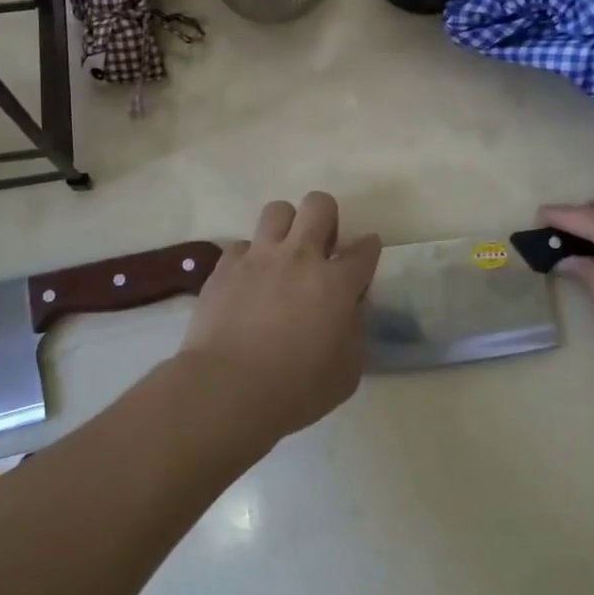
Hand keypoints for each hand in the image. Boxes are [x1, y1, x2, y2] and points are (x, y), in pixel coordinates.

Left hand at [174, 192, 381, 446]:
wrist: (227, 388)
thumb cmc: (295, 389)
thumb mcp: (347, 372)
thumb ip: (353, 334)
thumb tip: (347, 316)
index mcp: (336, 283)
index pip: (364, 249)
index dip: (369, 247)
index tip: (366, 251)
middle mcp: (300, 257)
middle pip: (319, 205)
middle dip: (326, 217)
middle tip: (322, 246)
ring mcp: (259, 257)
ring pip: (276, 210)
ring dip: (285, 226)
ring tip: (282, 252)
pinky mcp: (225, 266)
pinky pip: (240, 245)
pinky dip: (248, 258)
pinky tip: (247, 280)